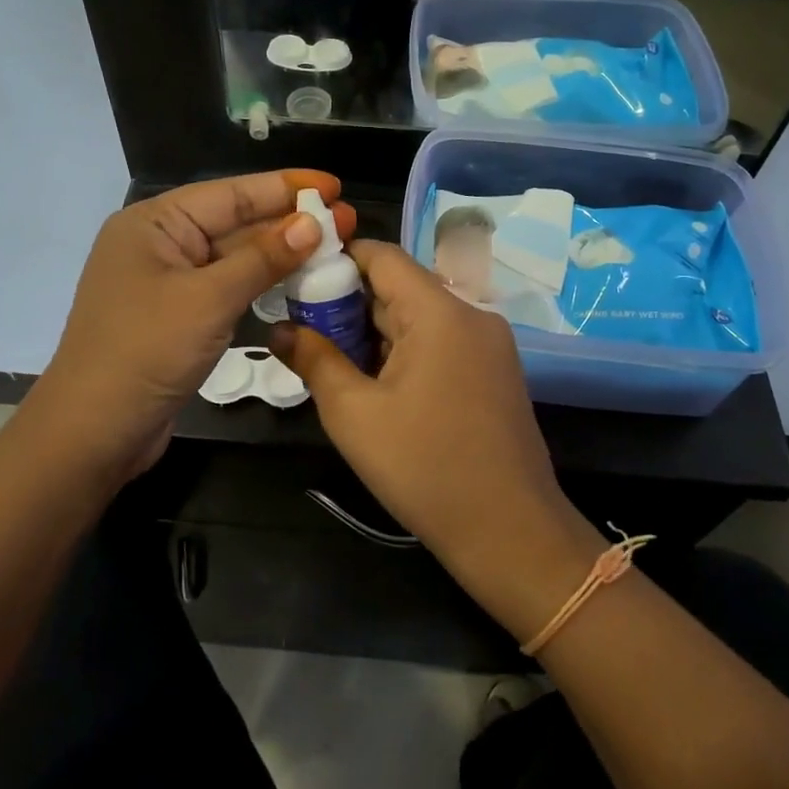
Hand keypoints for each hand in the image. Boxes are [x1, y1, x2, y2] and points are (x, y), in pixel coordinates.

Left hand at [32, 170, 356, 487]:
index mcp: (154, 223)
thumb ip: (263, 258)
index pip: (230, 193)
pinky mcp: (177, 317)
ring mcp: (167, 283)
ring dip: (279, 255)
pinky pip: (225, 288)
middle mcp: (159, 244)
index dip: (285, 187)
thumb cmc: (146, 352)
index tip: (333, 186)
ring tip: (331, 249)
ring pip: (233, 258)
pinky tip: (296, 282)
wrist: (94, 432)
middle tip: (345, 221)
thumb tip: (311, 224)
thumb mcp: (209, 299)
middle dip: (288, 222)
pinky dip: (260, 285)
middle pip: (233, 222)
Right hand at [271, 241, 600, 633]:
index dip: (336, 259)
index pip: (382, 256)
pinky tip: (370, 381)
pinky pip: (439, 343)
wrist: (510, 532)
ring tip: (325, 356)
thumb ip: (314, 360)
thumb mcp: (354, 414)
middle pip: (399, 287)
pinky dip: (402, 352)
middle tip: (299, 326)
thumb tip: (278, 329)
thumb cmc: (425, 468)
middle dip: (347, 303)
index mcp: (440, 311)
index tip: (296, 279)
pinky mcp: (492, 372)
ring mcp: (487, 344)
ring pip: (418, 318)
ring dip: (373, 332)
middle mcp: (470, 314)